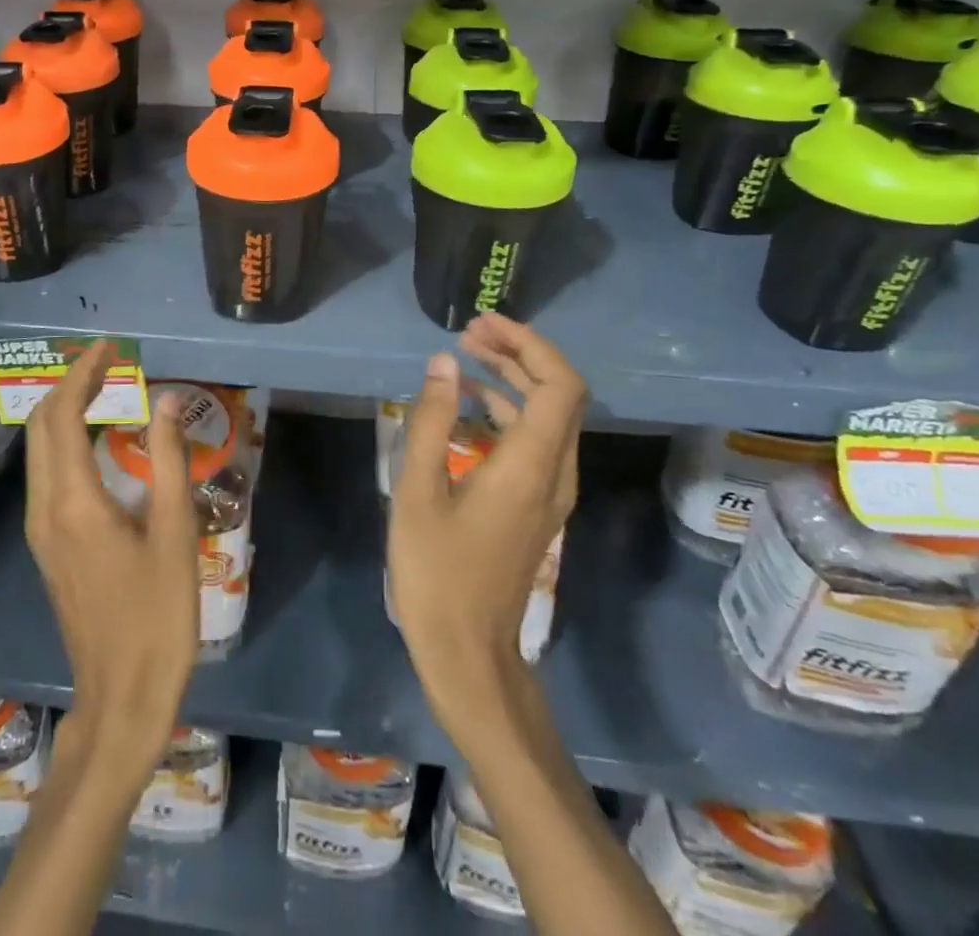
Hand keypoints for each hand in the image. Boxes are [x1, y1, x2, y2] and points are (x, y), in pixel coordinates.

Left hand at [23, 341, 199, 778]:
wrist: (121, 698)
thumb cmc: (157, 617)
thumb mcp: (175, 535)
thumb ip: (170, 461)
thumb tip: (168, 402)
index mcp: (73, 502)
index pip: (62, 415)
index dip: (82, 373)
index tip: (109, 348)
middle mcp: (45, 509)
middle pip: (40, 427)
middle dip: (68, 385)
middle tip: (108, 363)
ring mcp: (41, 531)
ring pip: (38, 451)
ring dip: (63, 412)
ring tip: (103, 389)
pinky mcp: (47, 547)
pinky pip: (46, 474)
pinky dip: (64, 441)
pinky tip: (95, 441)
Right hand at [387, 313, 584, 737]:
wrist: (468, 652)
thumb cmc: (436, 572)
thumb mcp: (418, 490)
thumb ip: (432, 421)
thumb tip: (445, 363)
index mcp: (532, 466)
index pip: (560, 385)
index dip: (529, 345)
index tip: (483, 326)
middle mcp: (555, 474)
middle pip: (560, 394)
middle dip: (519, 354)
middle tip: (469, 333)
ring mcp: (550, 493)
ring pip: (549, 417)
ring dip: (513, 380)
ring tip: (463, 359)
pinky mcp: (537, 506)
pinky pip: (536, 441)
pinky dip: (508, 411)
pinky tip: (466, 408)